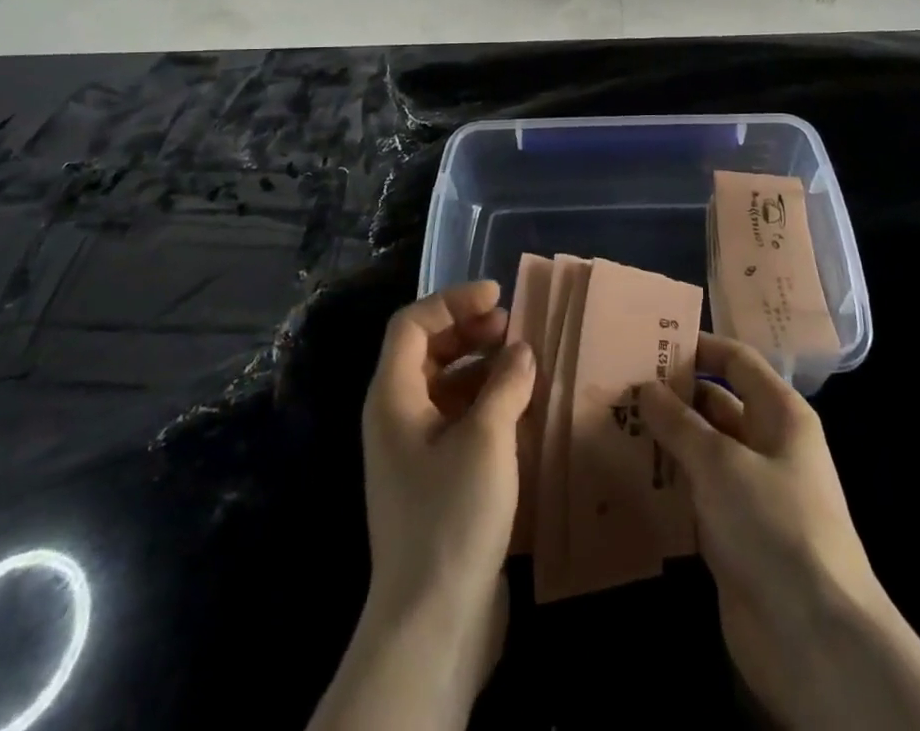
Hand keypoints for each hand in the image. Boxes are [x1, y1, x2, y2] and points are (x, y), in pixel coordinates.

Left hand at [310, 282, 533, 730]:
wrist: (433, 623)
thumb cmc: (452, 515)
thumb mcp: (486, 438)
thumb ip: (506, 382)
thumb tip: (521, 350)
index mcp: (392, 397)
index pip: (413, 324)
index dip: (452, 301)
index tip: (498, 296)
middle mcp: (397, 417)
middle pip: (428, 351)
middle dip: (470, 331)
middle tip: (515, 327)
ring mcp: (415, 451)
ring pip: (447, 387)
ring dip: (484, 368)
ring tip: (526, 365)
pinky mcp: (436, 480)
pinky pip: (459, 421)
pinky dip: (488, 404)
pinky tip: (523, 410)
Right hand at [641, 335, 883, 712]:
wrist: (814, 638)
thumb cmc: (773, 526)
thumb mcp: (720, 462)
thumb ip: (679, 422)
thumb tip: (646, 387)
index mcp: (780, 414)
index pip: (737, 361)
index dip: (698, 347)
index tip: (650, 341)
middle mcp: (768, 445)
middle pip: (716, 404)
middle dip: (671, 395)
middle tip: (618, 385)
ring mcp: (751, 491)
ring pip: (702, 450)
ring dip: (664, 441)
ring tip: (613, 424)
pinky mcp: (734, 533)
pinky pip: (696, 494)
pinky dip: (667, 484)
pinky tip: (626, 477)